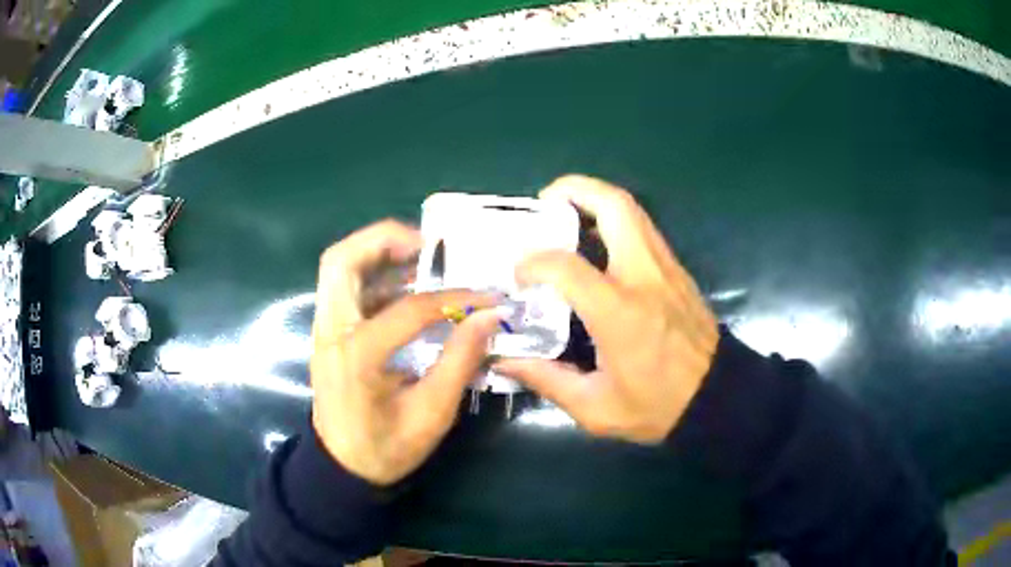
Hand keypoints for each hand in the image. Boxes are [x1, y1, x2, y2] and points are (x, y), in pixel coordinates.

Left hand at [311, 220, 501, 484]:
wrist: (342, 467)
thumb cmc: (386, 448)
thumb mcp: (431, 413)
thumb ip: (460, 360)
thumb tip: (489, 317)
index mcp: (358, 356)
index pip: (409, 308)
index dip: (454, 298)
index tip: (486, 297)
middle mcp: (332, 331)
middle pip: (342, 259)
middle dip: (385, 240)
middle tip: (429, 246)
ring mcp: (324, 329)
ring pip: (339, 267)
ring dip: (377, 252)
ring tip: (421, 259)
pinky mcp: (327, 332)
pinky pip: (345, 286)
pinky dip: (373, 274)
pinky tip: (405, 287)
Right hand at [495, 176, 718, 443]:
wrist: (718, 397)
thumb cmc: (658, 406)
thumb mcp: (596, 408)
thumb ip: (546, 379)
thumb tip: (504, 361)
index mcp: (619, 312)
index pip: (566, 265)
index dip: (533, 263)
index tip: (518, 277)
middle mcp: (644, 277)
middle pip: (614, 206)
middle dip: (575, 189)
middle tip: (545, 201)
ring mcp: (666, 268)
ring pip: (632, 210)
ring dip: (595, 200)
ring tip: (566, 216)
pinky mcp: (677, 270)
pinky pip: (643, 228)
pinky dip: (614, 220)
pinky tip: (596, 244)